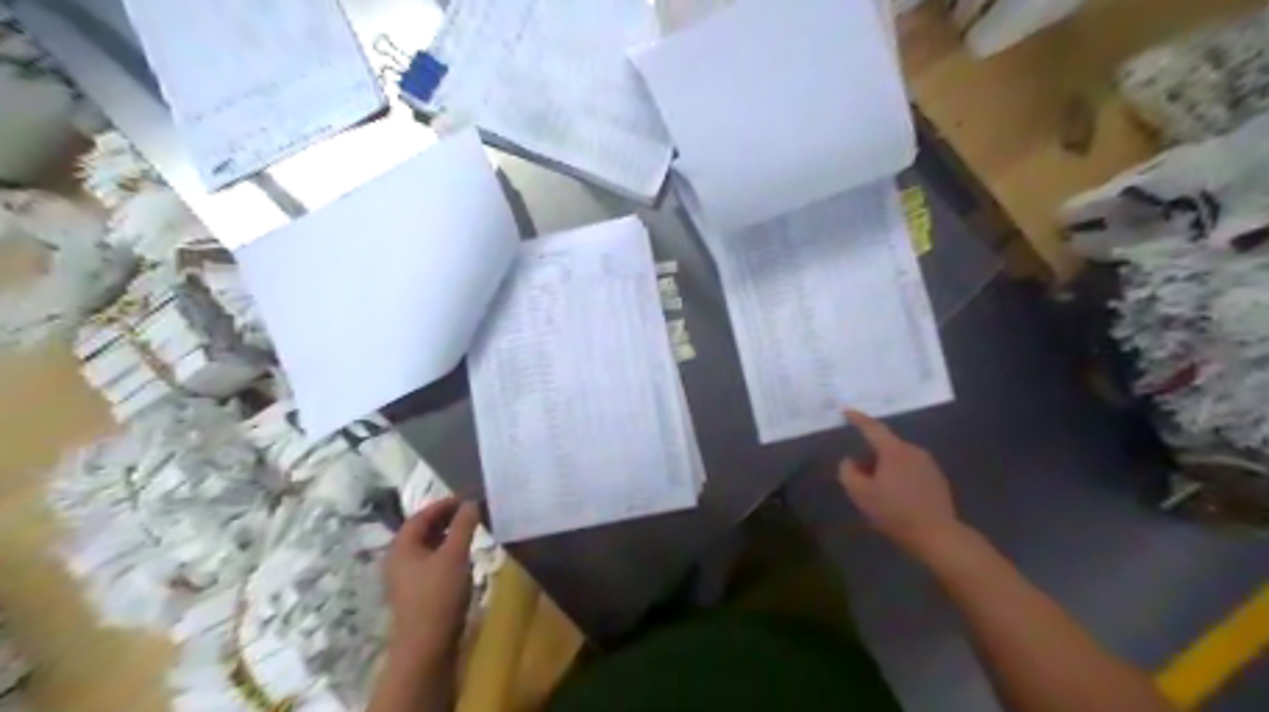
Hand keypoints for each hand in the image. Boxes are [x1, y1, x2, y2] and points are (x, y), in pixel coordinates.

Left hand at [382, 499, 481, 664]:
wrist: (426, 646)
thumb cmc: (438, 594)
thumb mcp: (455, 554)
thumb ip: (464, 525)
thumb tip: (472, 502)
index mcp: (401, 547)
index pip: (421, 516)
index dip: (443, 505)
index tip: (467, 499)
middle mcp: (398, 560)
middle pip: (421, 531)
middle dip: (446, 519)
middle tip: (471, 513)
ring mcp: (405, 579)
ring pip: (427, 548)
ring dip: (447, 536)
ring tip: (470, 532)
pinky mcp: (416, 594)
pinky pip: (430, 563)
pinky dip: (446, 553)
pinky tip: (462, 558)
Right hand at [839, 412, 968, 556]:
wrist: (937, 535)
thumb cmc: (895, 512)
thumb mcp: (860, 494)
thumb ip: (848, 472)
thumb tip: (850, 460)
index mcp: (894, 451)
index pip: (872, 428)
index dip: (857, 419)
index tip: (846, 411)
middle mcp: (913, 451)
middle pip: (885, 446)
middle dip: (870, 456)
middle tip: (859, 476)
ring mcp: (928, 464)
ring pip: (898, 458)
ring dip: (885, 467)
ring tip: (878, 490)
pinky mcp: (937, 478)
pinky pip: (911, 469)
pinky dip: (899, 476)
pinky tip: (897, 497)